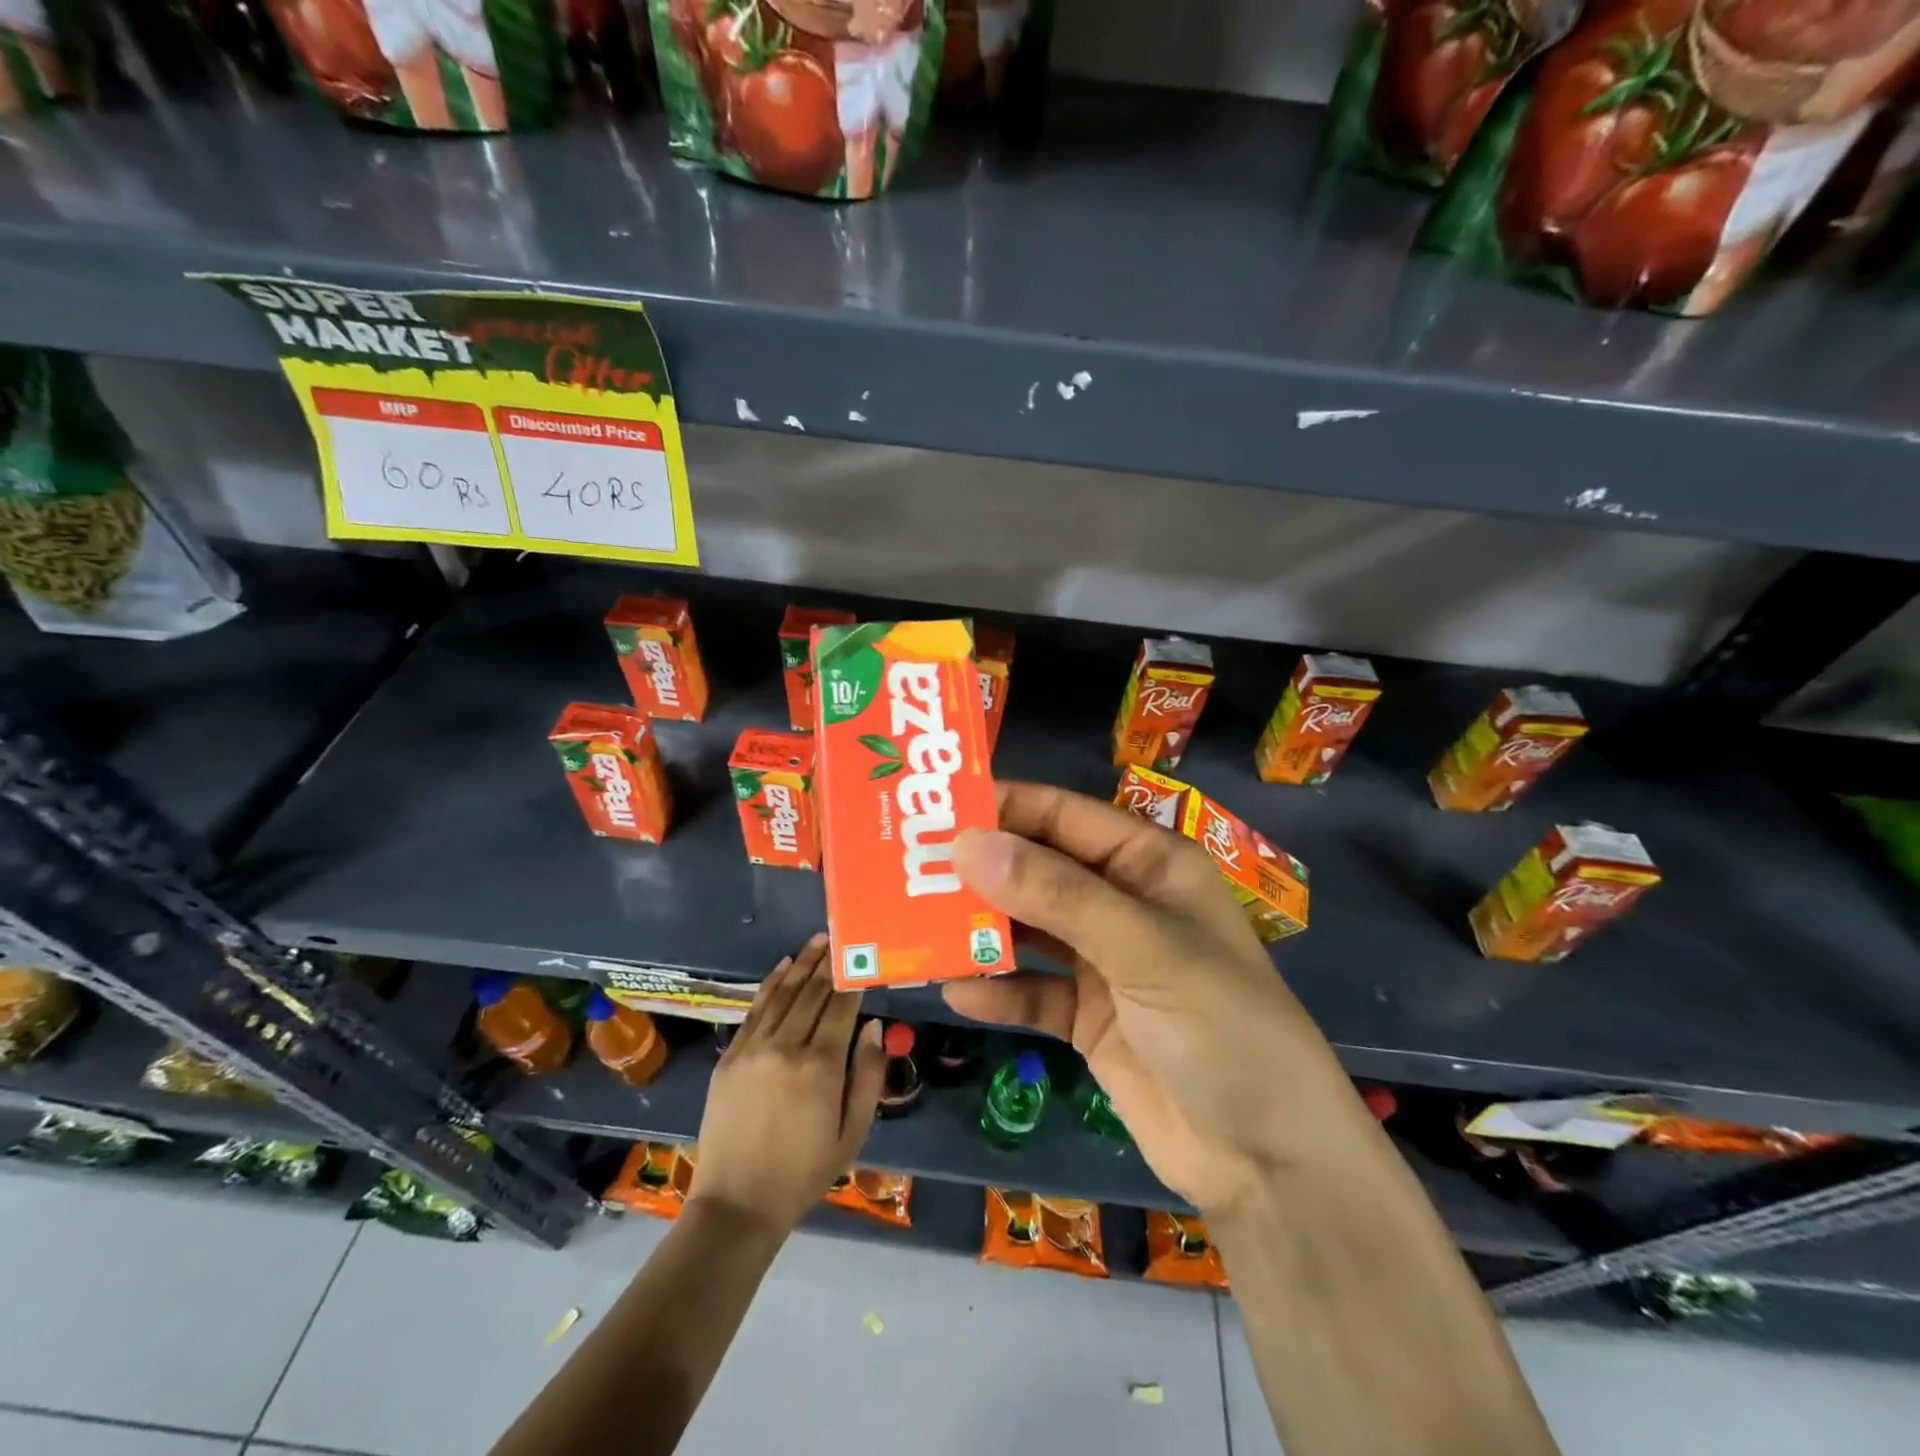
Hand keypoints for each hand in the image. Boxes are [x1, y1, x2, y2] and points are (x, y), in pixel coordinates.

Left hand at [690, 934, 886, 1235]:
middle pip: (812, 993)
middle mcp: (786, 1047)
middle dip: (828, 962)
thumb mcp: (852, 1132)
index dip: (853, 980)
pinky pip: (755, 1009)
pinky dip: (771, 984)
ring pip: (783, 994)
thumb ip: (867, 1076)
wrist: (737, 1203)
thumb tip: (873, 1026)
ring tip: (816, 940)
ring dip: (802, 964)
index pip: (842, 1008)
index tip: (862, 957)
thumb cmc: (804, 1172)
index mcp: (820, 1066)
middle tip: (840, 936)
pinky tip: (783, 966)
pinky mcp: (730, 1056)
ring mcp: (753, 1048)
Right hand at [945, 782, 1373, 1219]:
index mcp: (1149, 865)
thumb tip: (968, 844)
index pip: (1065, 816)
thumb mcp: (1143, 947)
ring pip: (1029, 932)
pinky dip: (998, 994)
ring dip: (981, 932)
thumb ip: (1056, 893)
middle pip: (1039, 871)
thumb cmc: (1219, 1026)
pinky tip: (955, 995)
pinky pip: (1032, 994)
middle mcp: (1122, 904)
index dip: (1004, 807)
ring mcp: (1104, 963)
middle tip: (909, 867)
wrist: (1266, 1160)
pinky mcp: (1088, 1018)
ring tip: (917, 927)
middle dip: (981, 870)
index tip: (936, 810)